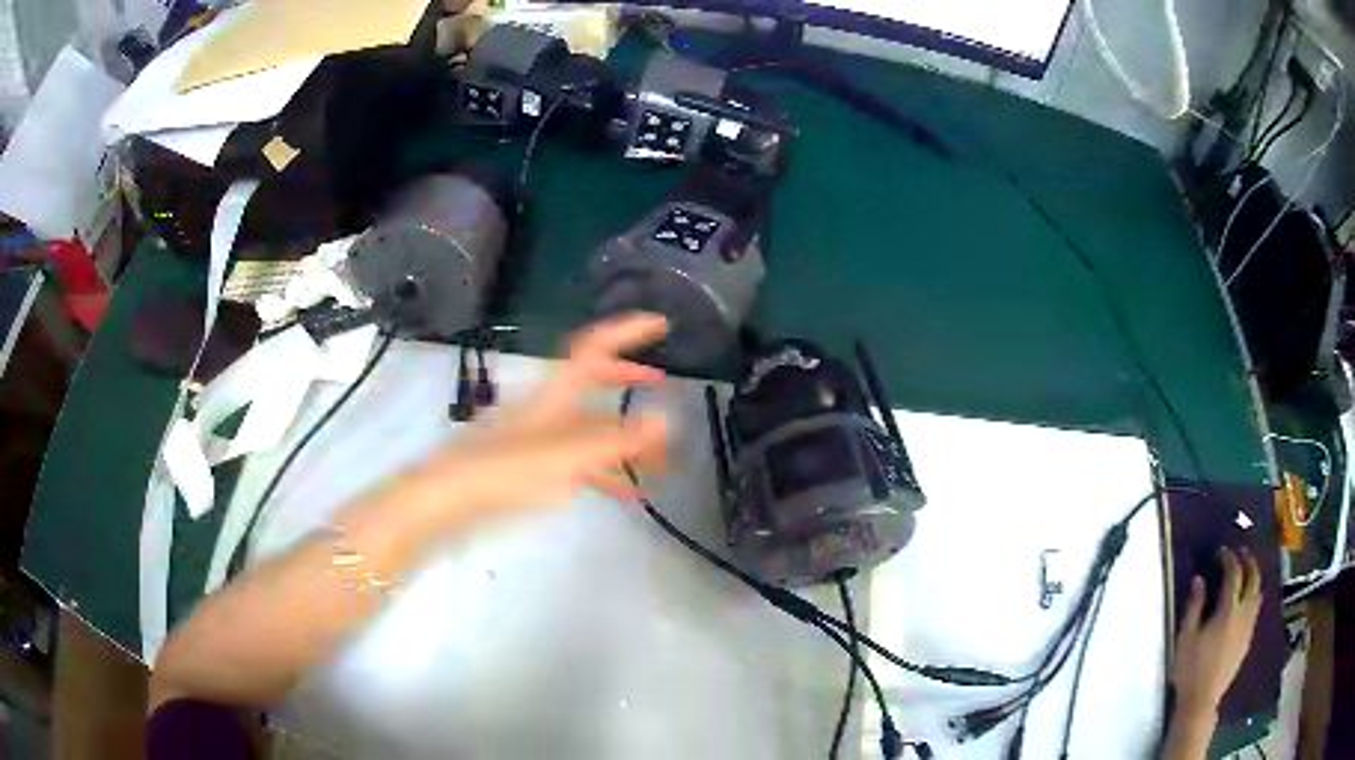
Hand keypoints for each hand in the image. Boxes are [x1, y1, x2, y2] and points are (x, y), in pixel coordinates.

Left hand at [423, 312, 670, 522]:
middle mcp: (553, 407)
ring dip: (625, 435)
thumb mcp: (571, 453)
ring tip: (659, 452)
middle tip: (660, 382)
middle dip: (627, 377)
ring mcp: (545, 437)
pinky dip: (609, 472)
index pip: (595, 347)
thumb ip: (621, 439)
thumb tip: (669, 419)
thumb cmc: (510, 466)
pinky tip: (630, 492)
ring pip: (592, 427)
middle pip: (594, 381)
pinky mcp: (538, 467)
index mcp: (558, 391)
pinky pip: (583, 463)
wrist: (457, 495)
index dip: (627, 331)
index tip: (659, 324)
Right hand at [1171, 547, 1262, 720]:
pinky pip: (1256, 609)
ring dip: (1253, 577)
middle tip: (1239, 553)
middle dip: (1248, 561)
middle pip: (1253, 578)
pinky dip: (1253, 595)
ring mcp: (1248, 626)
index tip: (1221, 552)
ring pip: (1258, 592)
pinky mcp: (1248, 639)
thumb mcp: (1185, 639)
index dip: (1229, 558)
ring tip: (1245, 573)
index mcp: (1228, 610)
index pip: (1234, 573)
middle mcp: (1243, 613)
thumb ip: (1194, 607)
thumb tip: (1199, 579)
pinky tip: (1244, 601)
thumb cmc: (1190, 670)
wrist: (1201, 701)